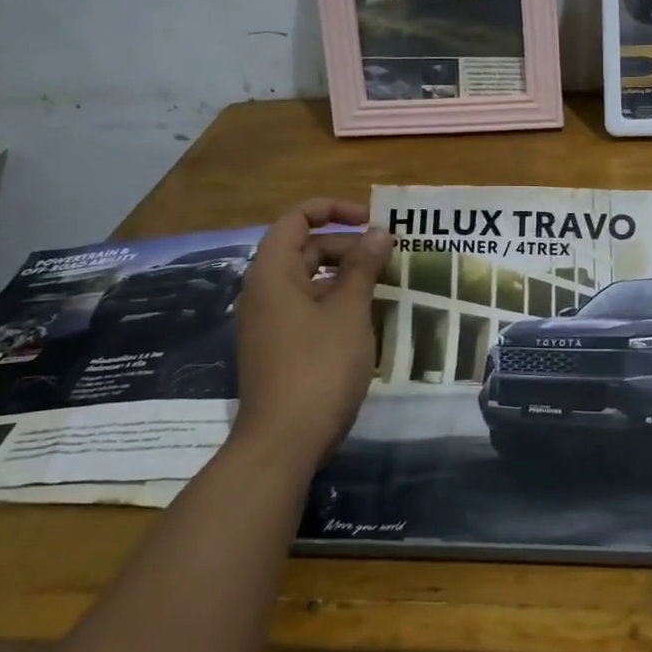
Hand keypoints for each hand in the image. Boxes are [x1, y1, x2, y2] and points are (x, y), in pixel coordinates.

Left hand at [233, 198, 391, 475]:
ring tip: (383, 284)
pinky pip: (307, 307)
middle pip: (304, 248)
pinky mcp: (279, 346)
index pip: (297, 218)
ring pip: (309, 279)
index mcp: (272, 272)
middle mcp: (264, 291)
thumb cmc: (319, 366)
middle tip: (388, 257)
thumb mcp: (349, 311)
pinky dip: (335, 300)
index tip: (372, 221)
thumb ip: (364, 266)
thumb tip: (379, 231)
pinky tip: (365, 316)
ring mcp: (269, 321)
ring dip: (345, 274)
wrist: (284, 441)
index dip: (334, 210)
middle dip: (347, 245)